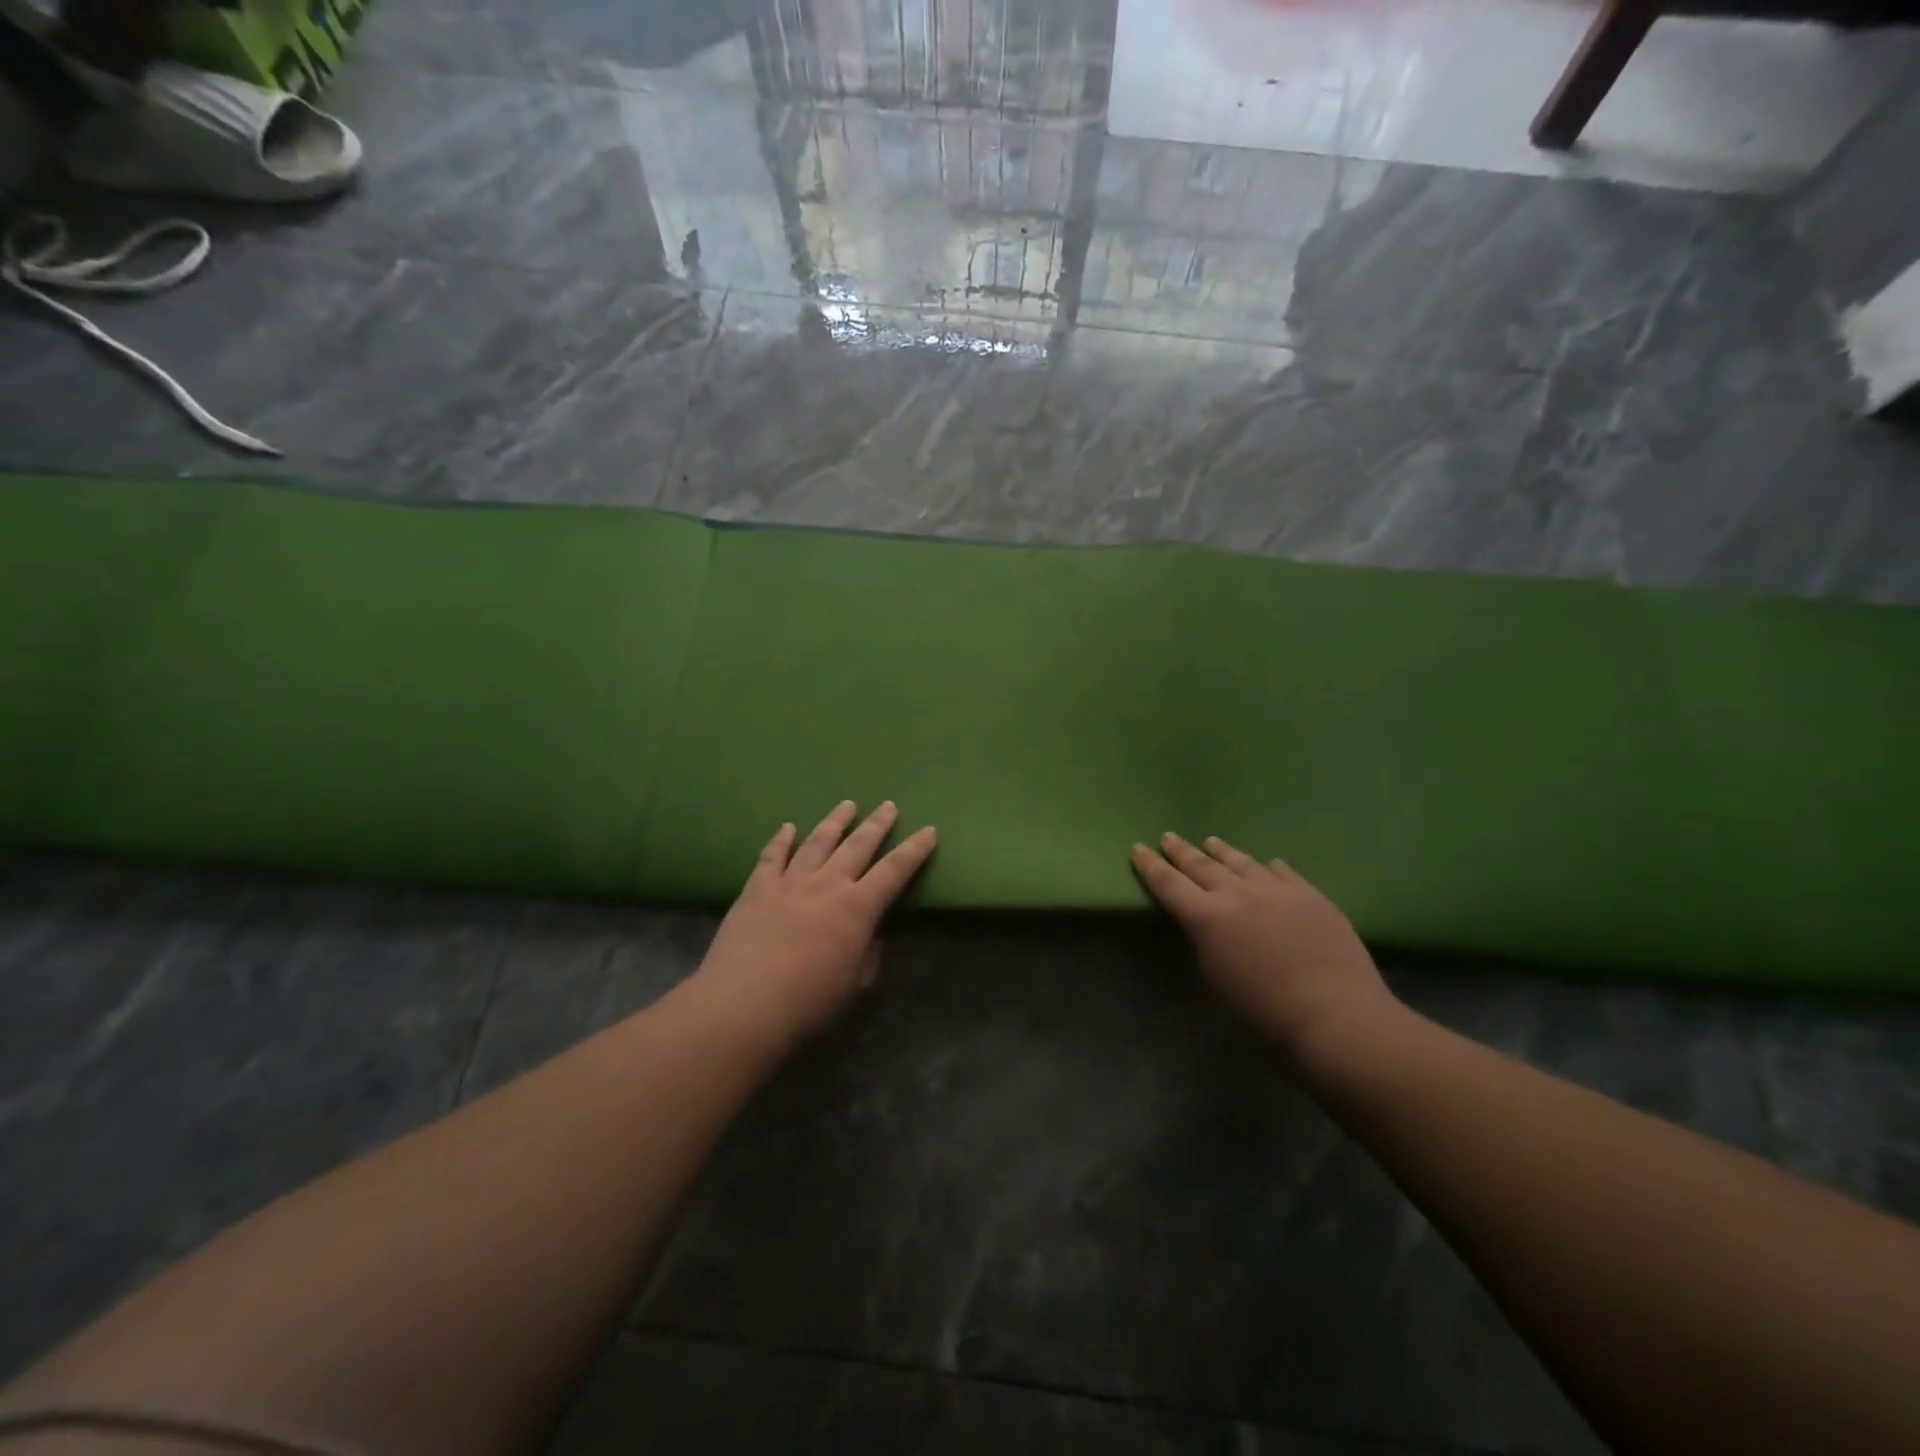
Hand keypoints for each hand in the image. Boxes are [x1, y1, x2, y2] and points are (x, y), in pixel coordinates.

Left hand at [692, 801, 936, 1049]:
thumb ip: (868, 956)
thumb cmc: (808, 1004)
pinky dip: (781, 839)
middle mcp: (827, 885)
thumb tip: (873, 937)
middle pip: (858, 846)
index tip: (929, 830)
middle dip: (877, 824)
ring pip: (817, 842)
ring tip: (847, 805)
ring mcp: (789, 883)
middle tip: (888, 805)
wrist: (743, 1006)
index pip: (894, 871)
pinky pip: (772, 856)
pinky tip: (788, 827)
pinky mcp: (756, 890)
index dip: (914, 850)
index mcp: (857, 908)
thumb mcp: (855, 986)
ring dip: (835, 822)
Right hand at [1131, 833, 1401, 1060]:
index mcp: (1206, 917)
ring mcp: (1276, 889)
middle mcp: (1236, 894)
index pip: (1169, 884)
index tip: (1138, 848)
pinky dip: (1268, 867)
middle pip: (1201, 865)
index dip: (1150, 866)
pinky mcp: (1309, 894)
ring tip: (1211, 841)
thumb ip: (1205, 941)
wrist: (1333, 1014)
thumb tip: (1207, 924)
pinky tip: (1267, 864)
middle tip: (1169, 838)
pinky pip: (1282, 872)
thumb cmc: (1263, 1011)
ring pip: (1241, 862)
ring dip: (1222, 852)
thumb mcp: (1216, 977)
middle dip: (1181, 852)